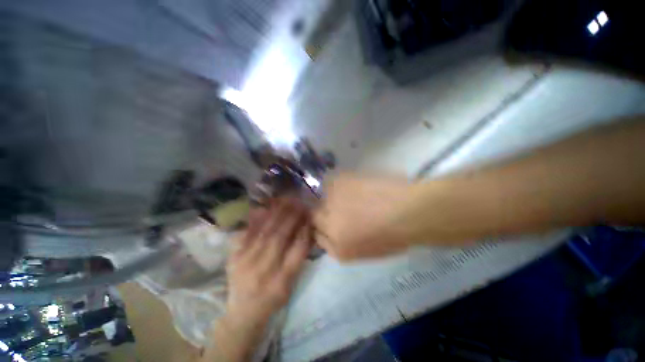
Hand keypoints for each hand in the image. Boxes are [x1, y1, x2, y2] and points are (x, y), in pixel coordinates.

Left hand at [226, 199, 311, 323]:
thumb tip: (305, 231)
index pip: (297, 251)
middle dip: (291, 218)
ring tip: (285, 201)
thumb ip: (299, 258)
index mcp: (281, 281)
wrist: (242, 314)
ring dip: (276, 214)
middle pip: (279, 238)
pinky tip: (264, 208)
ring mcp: (245, 263)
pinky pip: (247, 233)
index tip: (309, 217)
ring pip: (264, 233)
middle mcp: (263, 271)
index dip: (304, 231)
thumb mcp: (291, 284)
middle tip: (298, 203)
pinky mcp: (234, 257)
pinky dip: (257, 219)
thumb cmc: (272, 299)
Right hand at [314, 173, 416, 260]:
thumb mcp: (366, 252)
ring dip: (330, 197)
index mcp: (338, 247)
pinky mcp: (339, 183)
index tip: (330, 221)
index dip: (323, 228)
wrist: (409, 211)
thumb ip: (344, 244)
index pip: (317, 237)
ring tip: (349, 194)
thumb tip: (334, 230)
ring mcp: (332, 202)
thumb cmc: (394, 235)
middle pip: (315, 216)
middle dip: (323, 212)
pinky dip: (337, 183)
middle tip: (338, 206)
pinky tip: (353, 184)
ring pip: (321, 198)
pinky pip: (329, 182)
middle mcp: (329, 225)